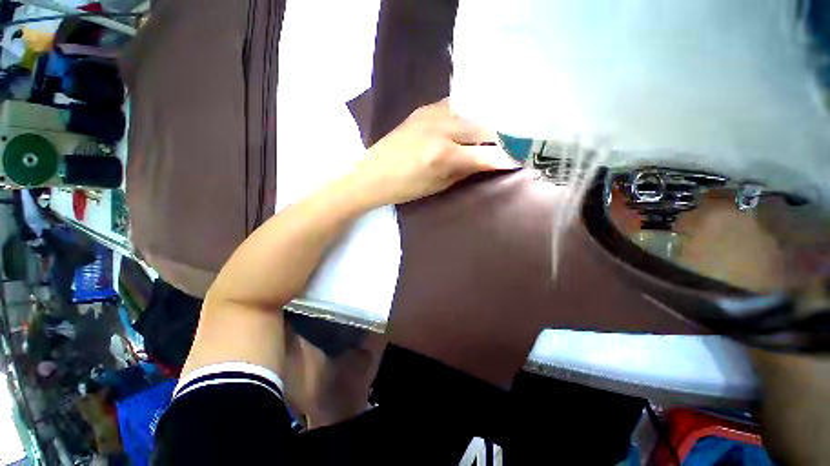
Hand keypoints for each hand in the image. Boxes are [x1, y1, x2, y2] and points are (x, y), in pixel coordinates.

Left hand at [352, 99, 516, 205]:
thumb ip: (466, 171)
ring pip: (471, 114)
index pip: (486, 153)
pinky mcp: (424, 108)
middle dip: (496, 139)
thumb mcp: (438, 185)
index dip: (505, 158)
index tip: (517, 161)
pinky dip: (465, 116)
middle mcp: (441, 128)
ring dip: (482, 126)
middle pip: (483, 127)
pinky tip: (466, 126)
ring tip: (486, 137)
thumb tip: (489, 162)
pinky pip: (455, 107)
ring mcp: (431, 113)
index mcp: (444, 155)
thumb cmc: (404, 188)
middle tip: (502, 148)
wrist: (372, 173)